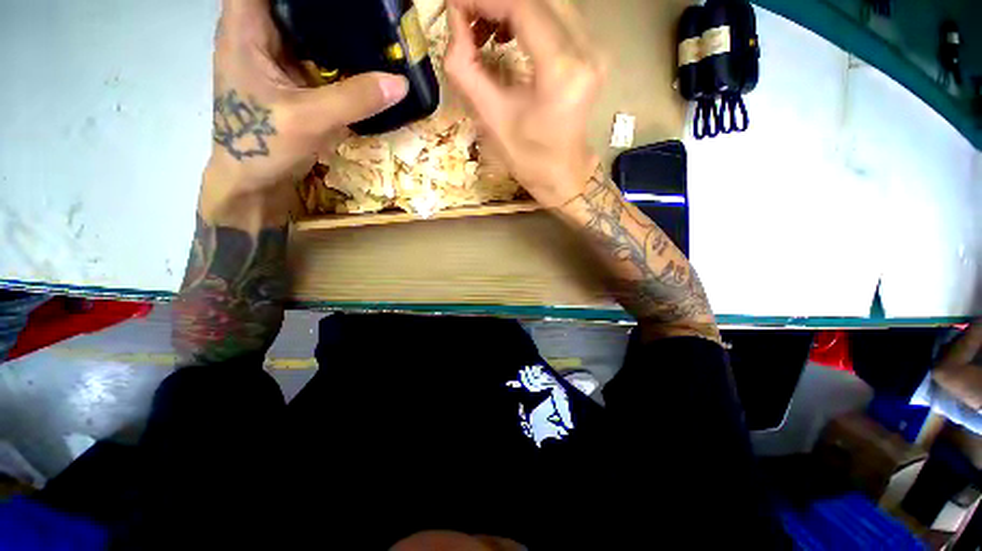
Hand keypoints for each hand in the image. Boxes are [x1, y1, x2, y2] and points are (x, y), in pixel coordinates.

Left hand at [202, 0, 408, 224]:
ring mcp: (276, 55)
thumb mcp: (309, 119)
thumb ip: (355, 99)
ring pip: (307, 24)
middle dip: (330, 5)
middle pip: (293, 2)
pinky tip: (364, 57)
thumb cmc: (264, 145)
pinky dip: (340, 53)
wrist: (255, 180)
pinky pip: (318, 53)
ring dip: (337, 25)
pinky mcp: (292, 76)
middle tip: (371, 8)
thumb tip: (401, 83)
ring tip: (373, 26)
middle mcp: (259, 33)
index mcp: (245, 28)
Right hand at [444, 0, 603, 206]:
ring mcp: (594, 50)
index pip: (522, 6)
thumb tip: (454, 22)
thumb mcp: (491, 118)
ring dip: (511, 6)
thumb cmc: (528, 158)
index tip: (455, 5)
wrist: (563, 175)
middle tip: (467, 16)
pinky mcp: (591, 54)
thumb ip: (466, 69)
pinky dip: (527, 16)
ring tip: (483, 28)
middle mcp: (586, 50)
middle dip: (496, 1)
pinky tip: (506, 33)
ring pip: (549, 2)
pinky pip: (558, 16)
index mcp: (561, 71)